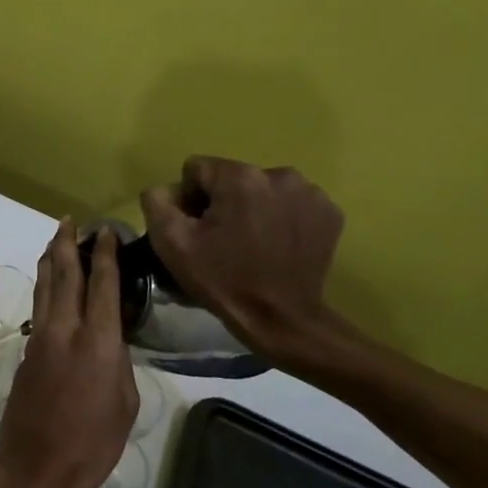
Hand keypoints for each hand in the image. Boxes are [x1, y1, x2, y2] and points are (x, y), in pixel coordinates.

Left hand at [0, 222, 138, 487]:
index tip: (106, 230)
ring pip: (44, 288)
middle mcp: (65, 330)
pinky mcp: (25, 353)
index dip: (105, 255)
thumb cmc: (92, 444)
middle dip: (67, 245)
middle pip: (64, 275)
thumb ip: (119, 362)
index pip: (102, 285)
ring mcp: (40, 339)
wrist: (36, 467)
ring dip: (49, 260)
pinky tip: (49, 285)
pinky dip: (45, 288)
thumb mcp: (124, 404)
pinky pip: (38, 308)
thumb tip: (111, 340)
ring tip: (55, 239)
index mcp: (98, 342)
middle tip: (70, 221)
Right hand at [141, 156, 345, 359]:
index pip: (198, 169)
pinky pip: (291, 203)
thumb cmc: (222, 279)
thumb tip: (168, 189)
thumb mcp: (170, 243)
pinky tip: (277, 245)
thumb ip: (157, 202)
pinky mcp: (329, 212)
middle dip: (223, 202)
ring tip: (251, 243)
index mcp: (239, 177)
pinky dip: (281, 218)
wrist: (281, 318)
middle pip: (232, 177)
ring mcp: (310, 193)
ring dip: (253, 207)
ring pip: (263, 188)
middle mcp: (279, 174)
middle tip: (222, 240)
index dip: (189, 199)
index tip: (197, 229)